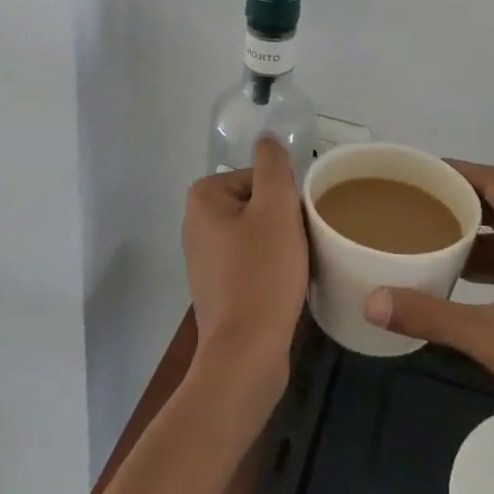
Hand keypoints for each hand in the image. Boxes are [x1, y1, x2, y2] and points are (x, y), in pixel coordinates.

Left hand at [182, 135, 307, 413]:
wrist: (246, 354)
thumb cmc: (262, 273)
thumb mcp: (276, 207)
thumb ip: (273, 164)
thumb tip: (267, 138)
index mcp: (203, 197)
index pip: (260, 178)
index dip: (285, 198)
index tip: (295, 225)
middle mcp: (195, 223)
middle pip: (258, 204)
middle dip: (283, 221)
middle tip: (298, 247)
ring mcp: (203, 258)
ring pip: (257, 234)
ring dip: (280, 246)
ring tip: (294, 269)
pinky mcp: (216, 288)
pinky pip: (251, 262)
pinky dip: (269, 269)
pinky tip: (283, 287)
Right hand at [363, 162, 493, 458]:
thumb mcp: (491, 338)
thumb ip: (431, 316)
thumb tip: (372, 301)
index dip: (456, 169)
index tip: (419, 170)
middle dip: (460, 202)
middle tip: (416, 204)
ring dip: (476, 236)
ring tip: (432, 239)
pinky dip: (493, 264)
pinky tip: (466, 284)